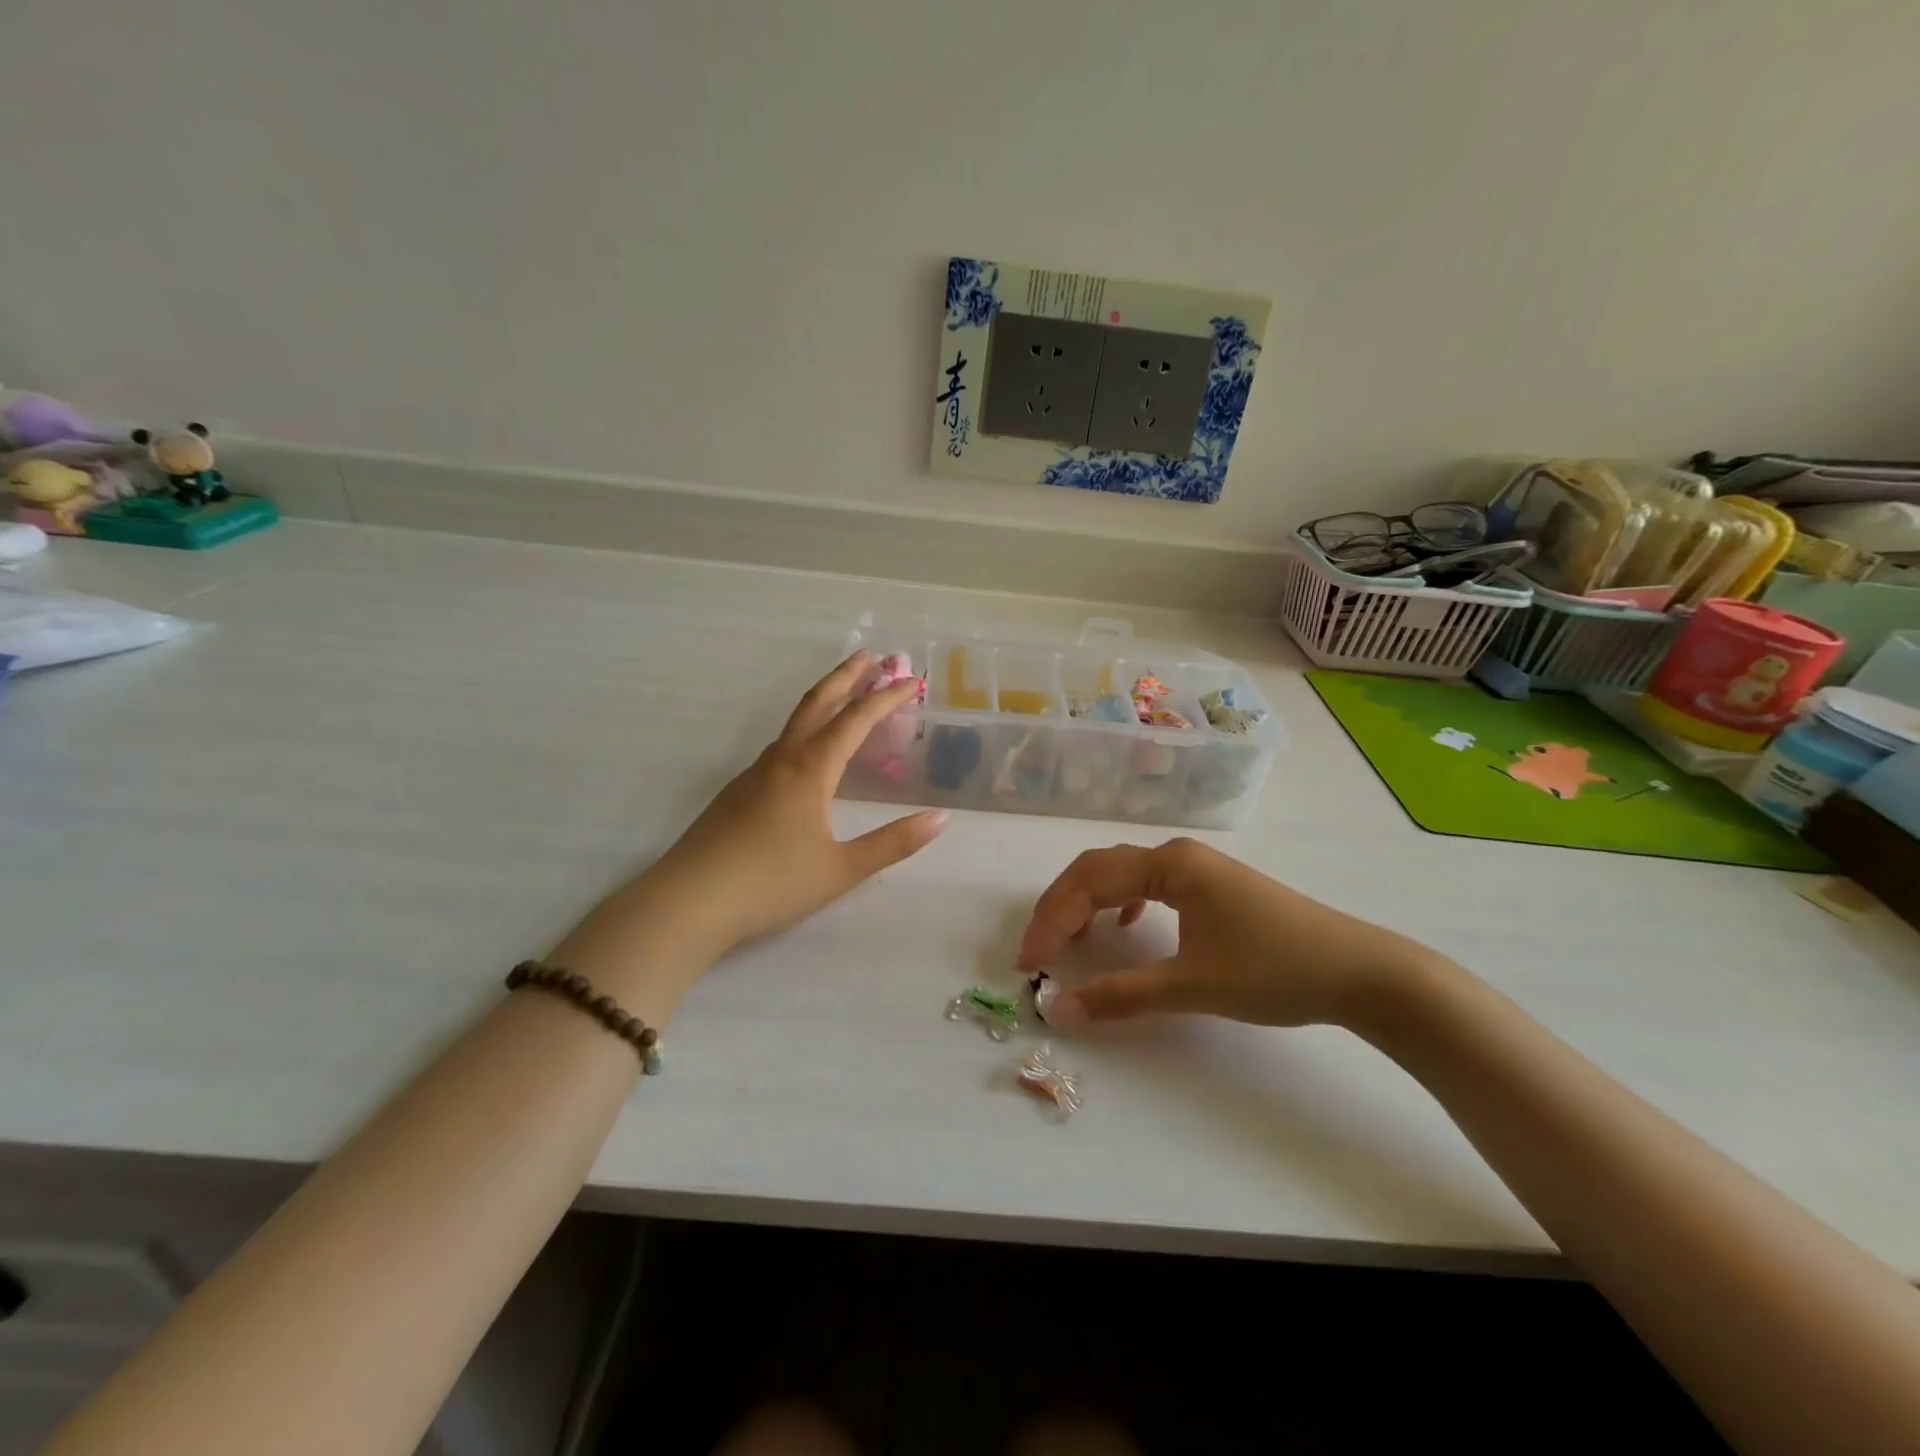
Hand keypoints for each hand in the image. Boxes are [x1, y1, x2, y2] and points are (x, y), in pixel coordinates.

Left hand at [551, 651, 944, 1013]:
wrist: (688, 902)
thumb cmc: (771, 883)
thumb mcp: (841, 869)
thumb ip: (892, 843)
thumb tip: (940, 818)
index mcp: (810, 770)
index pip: (855, 720)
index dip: (886, 698)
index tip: (911, 680)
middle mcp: (782, 760)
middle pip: (818, 703)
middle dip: (847, 676)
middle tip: (872, 656)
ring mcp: (754, 773)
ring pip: (795, 722)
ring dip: (825, 700)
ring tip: (846, 695)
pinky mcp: (738, 792)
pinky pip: (781, 746)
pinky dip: (806, 730)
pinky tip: (808, 753)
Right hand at [1016, 838, 1441, 1028]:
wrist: (1360, 971)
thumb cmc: (1274, 970)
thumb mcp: (1193, 986)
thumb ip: (1122, 996)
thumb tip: (1059, 1010)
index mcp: (1169, 865)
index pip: (1089, 883)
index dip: (1052, 921)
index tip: (1028, 963)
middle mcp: (1177, 855)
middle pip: (1099, 870)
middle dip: (1061, 908)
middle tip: (1036, 950)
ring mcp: (1197, 868)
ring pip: (1122, 875)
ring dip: (1088, 903)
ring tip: (1068, 939)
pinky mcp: (1212, 887)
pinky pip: (1149, 885)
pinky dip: (1121, 904)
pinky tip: (1124, 927)